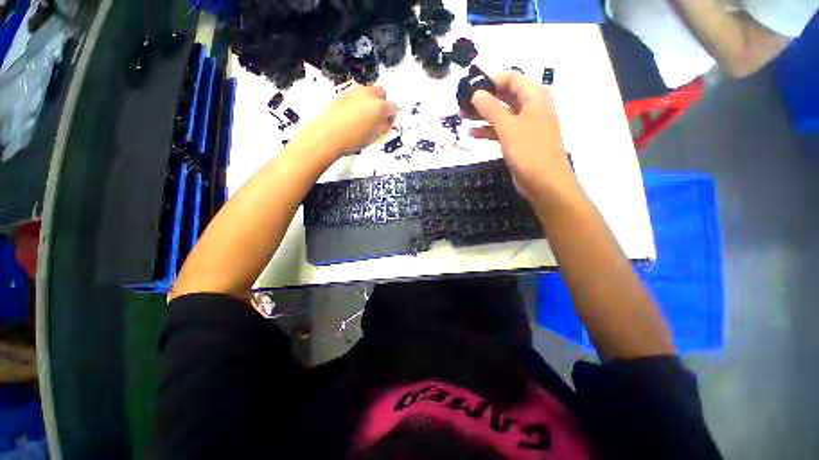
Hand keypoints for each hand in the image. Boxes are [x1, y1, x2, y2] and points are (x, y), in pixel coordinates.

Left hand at [304, 85, 397, 155]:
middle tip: (378, 117)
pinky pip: (355, 95)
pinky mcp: (342, 93)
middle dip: (382, 103)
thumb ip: (383, 127)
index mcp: (380, 106)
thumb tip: (386, 123)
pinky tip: (352, 115)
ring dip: (370, 101)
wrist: (327, 135)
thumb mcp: (373, 137)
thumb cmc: (354, 139)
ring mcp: (354, 92)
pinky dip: (358, 102)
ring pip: (368, 92)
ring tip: (364, 117)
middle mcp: (368, 95)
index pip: (392, 107)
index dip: (392, 116)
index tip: (387, 124)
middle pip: (381, 92)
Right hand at [467, 72, 577, 205]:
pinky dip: (488, 131)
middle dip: (483, 99)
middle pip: (504, 96)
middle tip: (462, 104)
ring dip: (483, 115)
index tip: (470, 86)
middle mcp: (530, 107)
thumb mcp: (508, 127)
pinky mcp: (518, 141)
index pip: (511, 78)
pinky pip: (501, 130)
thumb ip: (491, 109)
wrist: (544, 182)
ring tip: (462, 117)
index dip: (490, 80)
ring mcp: (524, 125)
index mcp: (534, 97)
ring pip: (501, 114)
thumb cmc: (529, 151)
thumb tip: (476, 93)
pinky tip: (473, 134)